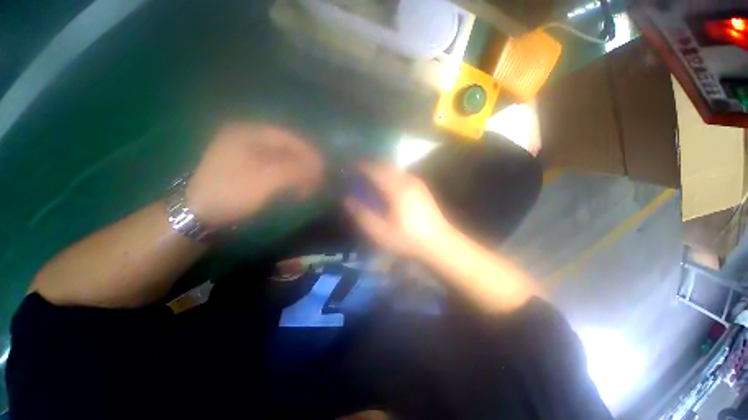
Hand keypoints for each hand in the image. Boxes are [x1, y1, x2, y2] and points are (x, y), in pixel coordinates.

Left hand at [186, 122, 323, 226]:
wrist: (197, 214)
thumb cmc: (232, 192)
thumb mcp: (266, 180)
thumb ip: (296, 170)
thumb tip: (320, 167)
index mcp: (248, 132)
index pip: (289, 137)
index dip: (309, 152)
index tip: (324, 168)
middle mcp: (246, 137)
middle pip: (286, 148)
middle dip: (304, 164)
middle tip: (317, 180)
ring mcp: (245, 152)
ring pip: (281, 159)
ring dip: (297, 172)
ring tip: (306, 188)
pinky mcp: (246, 167)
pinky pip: (274, 168)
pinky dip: (287, 178)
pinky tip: (293, 189)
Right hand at [344, 163, 452, 257]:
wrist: (439, 243)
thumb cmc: (407, 239)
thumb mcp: (380, 231)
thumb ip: (363, 215)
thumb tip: (348, 200)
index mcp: (395, 190)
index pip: (376, 171)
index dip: (363, 167)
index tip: (353, 167)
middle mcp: (407, 182)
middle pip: (387, 166)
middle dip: (374, 165)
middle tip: (362, 169)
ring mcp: (417, 184)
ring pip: (397, 169)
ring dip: (384, 169)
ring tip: (375, 175)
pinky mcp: (423, 190)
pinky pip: (404, 175)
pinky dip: (394, 174)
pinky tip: (392, 183)